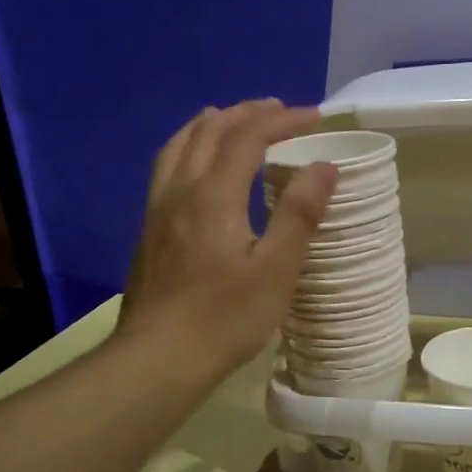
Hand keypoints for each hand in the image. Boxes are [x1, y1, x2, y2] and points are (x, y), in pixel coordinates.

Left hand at [118, 100, 337, 381]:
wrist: (156, 360)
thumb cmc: (224, 319)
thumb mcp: (275, 271)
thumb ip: (298, 214)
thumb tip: (324, 166)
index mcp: (213, 196)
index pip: (247, 137)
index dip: (281, 120)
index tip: (314, 117)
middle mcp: (180, 191)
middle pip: (209, 131)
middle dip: (246, 114)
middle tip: (279, 112)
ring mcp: (157, 210)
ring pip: (179, 145)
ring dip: (211, 125)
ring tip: (233, 122)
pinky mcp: (148, 230)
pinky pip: (167, 167)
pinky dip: (189, 148)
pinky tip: (198, 168)